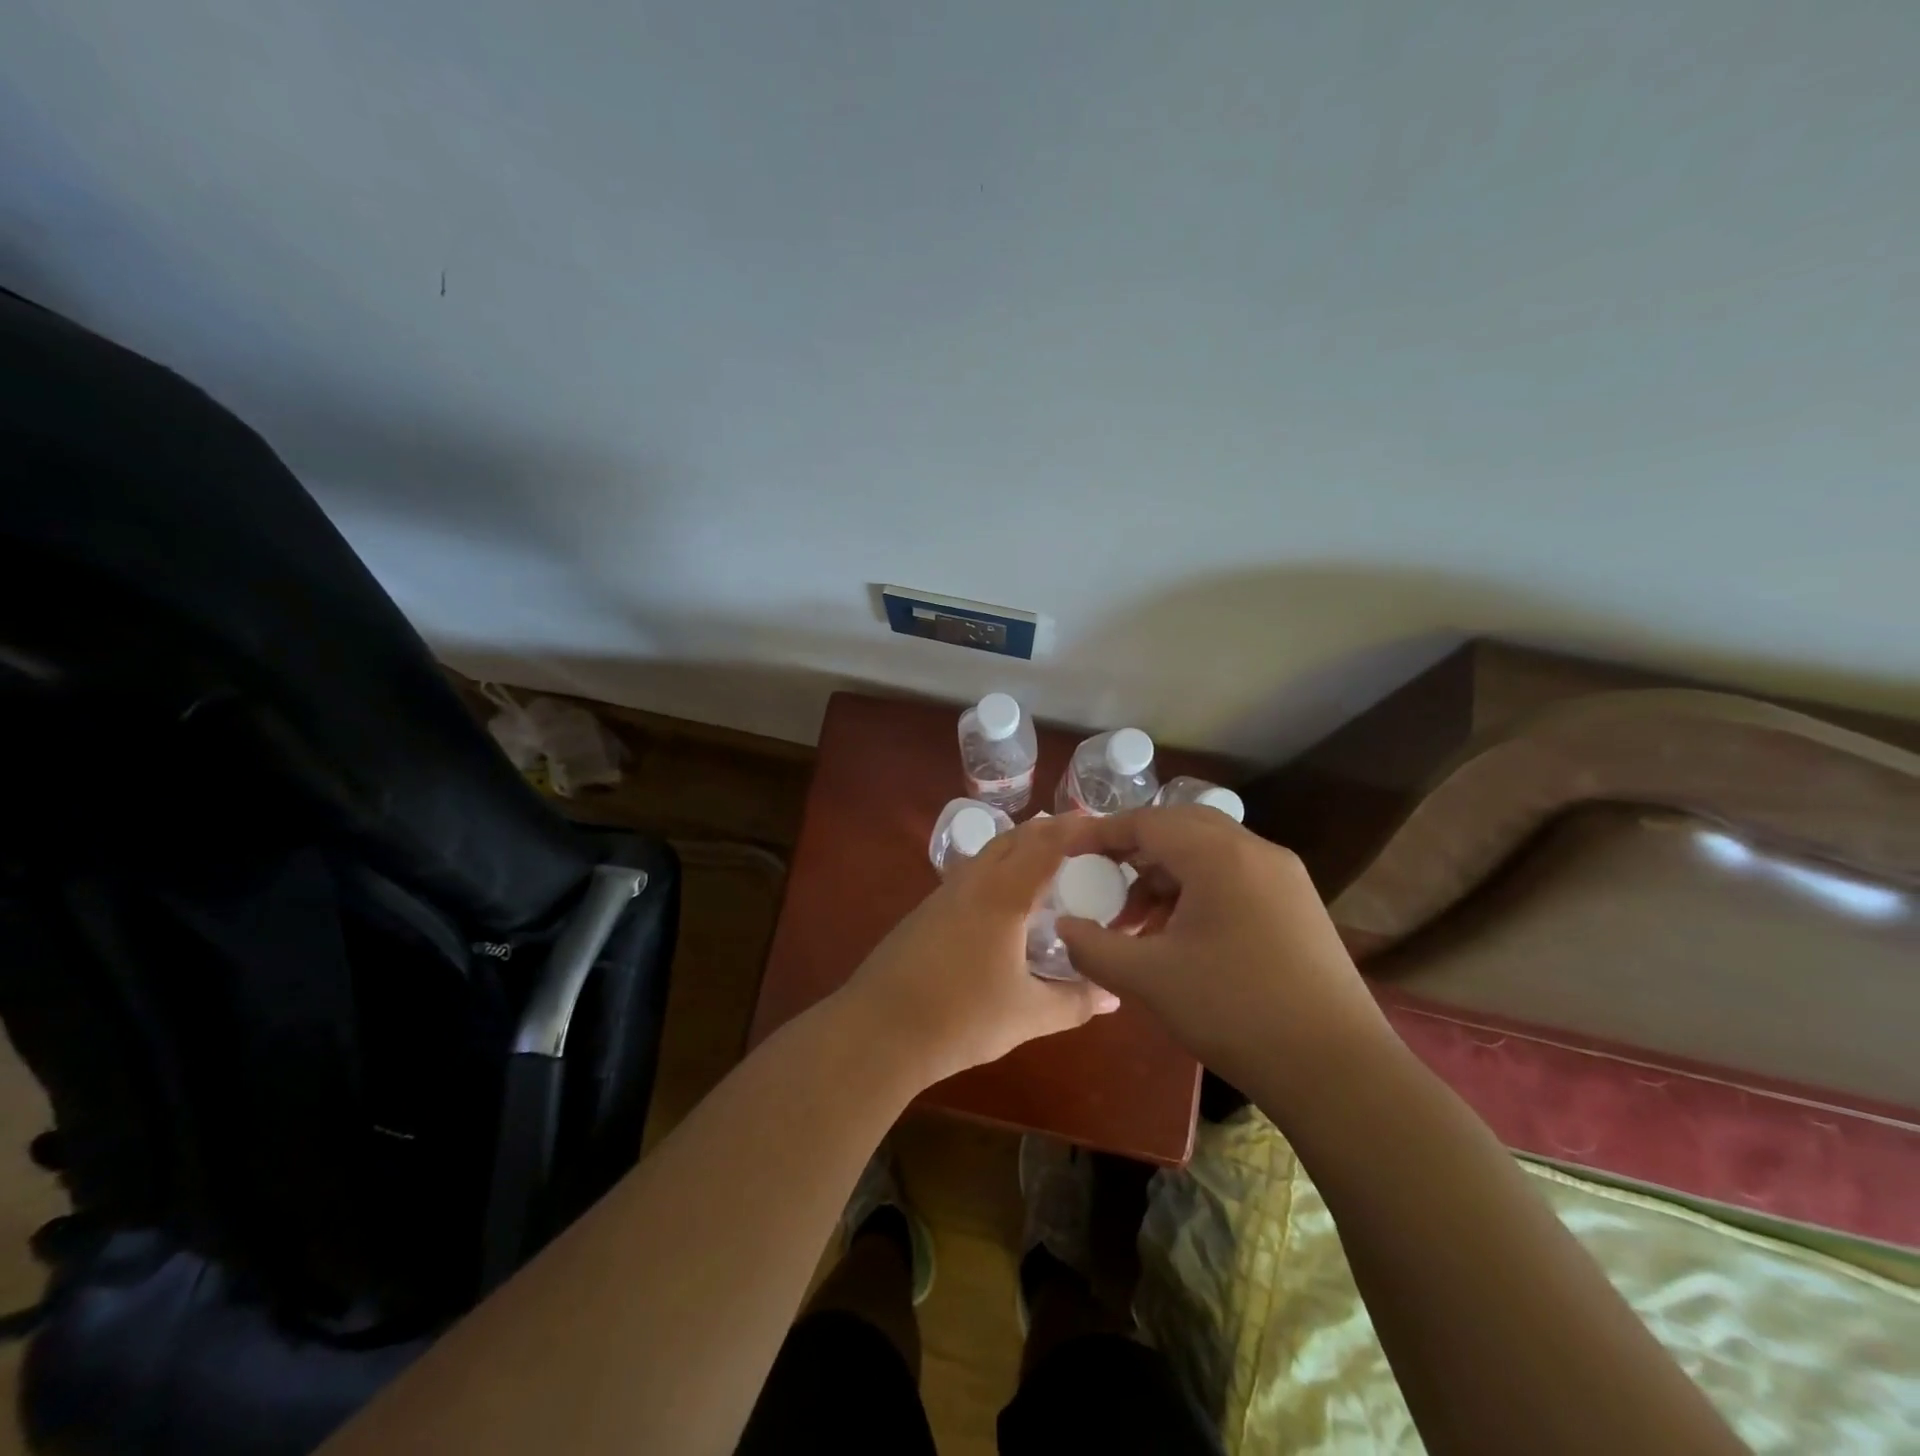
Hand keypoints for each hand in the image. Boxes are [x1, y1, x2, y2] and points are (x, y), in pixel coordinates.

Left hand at [835, 814, 1121, 1086]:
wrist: (878, 1030)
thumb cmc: (961, 1018)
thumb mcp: (1028, 1014)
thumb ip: (1075, 1001)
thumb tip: (1113, 996)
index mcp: (1003, 894)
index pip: (1047, 844)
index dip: (1077, 829)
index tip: (1106, 827)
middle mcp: (973, 881)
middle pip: (1015, 837)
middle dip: (1050, 831)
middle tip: (1085, 841)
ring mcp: (944, 893)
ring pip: (989, 853)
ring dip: (1021, 848)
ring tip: (1050, 865)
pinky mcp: (926, 911)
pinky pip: (971, 873)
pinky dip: (998, 870)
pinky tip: (1005, 902)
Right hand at [1055, 807, 1394, 1107]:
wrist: (1338, 1070)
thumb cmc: (1235, 1011)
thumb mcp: (1149, 979)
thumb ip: (1094, 946)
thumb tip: (1063, 926)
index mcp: (1219, 855)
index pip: (1147, 822)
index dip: (1101, 834)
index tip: (1068, 853)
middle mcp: (1256, 851)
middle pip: (1180, 828)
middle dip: (1134, 852)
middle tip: (1102, 882)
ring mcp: (1284, 877)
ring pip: (1208, 854)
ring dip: (1166, 877)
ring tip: (1138, 923)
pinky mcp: (1298, 905)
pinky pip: (1234, 878)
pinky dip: (1197, 892)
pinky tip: (1182, 937)